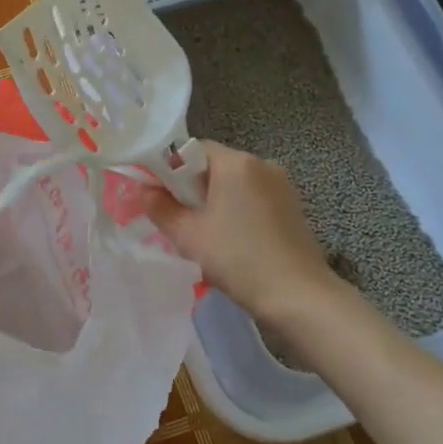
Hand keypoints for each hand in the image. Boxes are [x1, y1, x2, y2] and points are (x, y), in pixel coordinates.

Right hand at [141, 141, 336, 323]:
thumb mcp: (188, 235)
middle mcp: (262, 164)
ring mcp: (282, 185)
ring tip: (206, 233)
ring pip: (235, 183)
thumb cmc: (237, 258)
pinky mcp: (293, 206)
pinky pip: (254, 197)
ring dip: (216, 200)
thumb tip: (144, 191)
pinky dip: (238, 210)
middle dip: (193, 187)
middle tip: (178, 219)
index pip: (192, 149)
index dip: (170, 169)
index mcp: (235, 162)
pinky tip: (233, 239)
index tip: (159, 196)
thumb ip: (160, 208)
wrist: (298, 295)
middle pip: (215, 165)